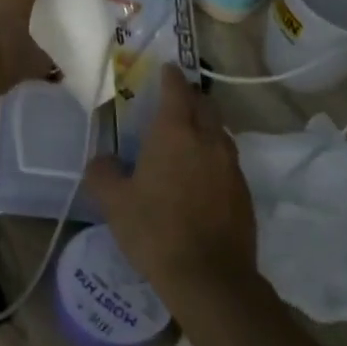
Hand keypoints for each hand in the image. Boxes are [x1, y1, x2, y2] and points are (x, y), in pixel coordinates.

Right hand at [84, 65, 258, 291]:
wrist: (210, 277)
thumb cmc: (155, 231)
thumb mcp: (114, 202)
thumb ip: (103, 173)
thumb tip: (102, 160)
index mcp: (175, 133)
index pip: (176, 90)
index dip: (171, 76)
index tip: (166, 68)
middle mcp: (208, 140)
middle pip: (205, 105)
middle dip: (191, 97)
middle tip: (175, 101)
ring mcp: (231, 166)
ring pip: (220, 132)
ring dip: (205, 126)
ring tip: (188, 137)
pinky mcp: (244, 192)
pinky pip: (228, 160)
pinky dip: (214, 156)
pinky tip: (202, 175)